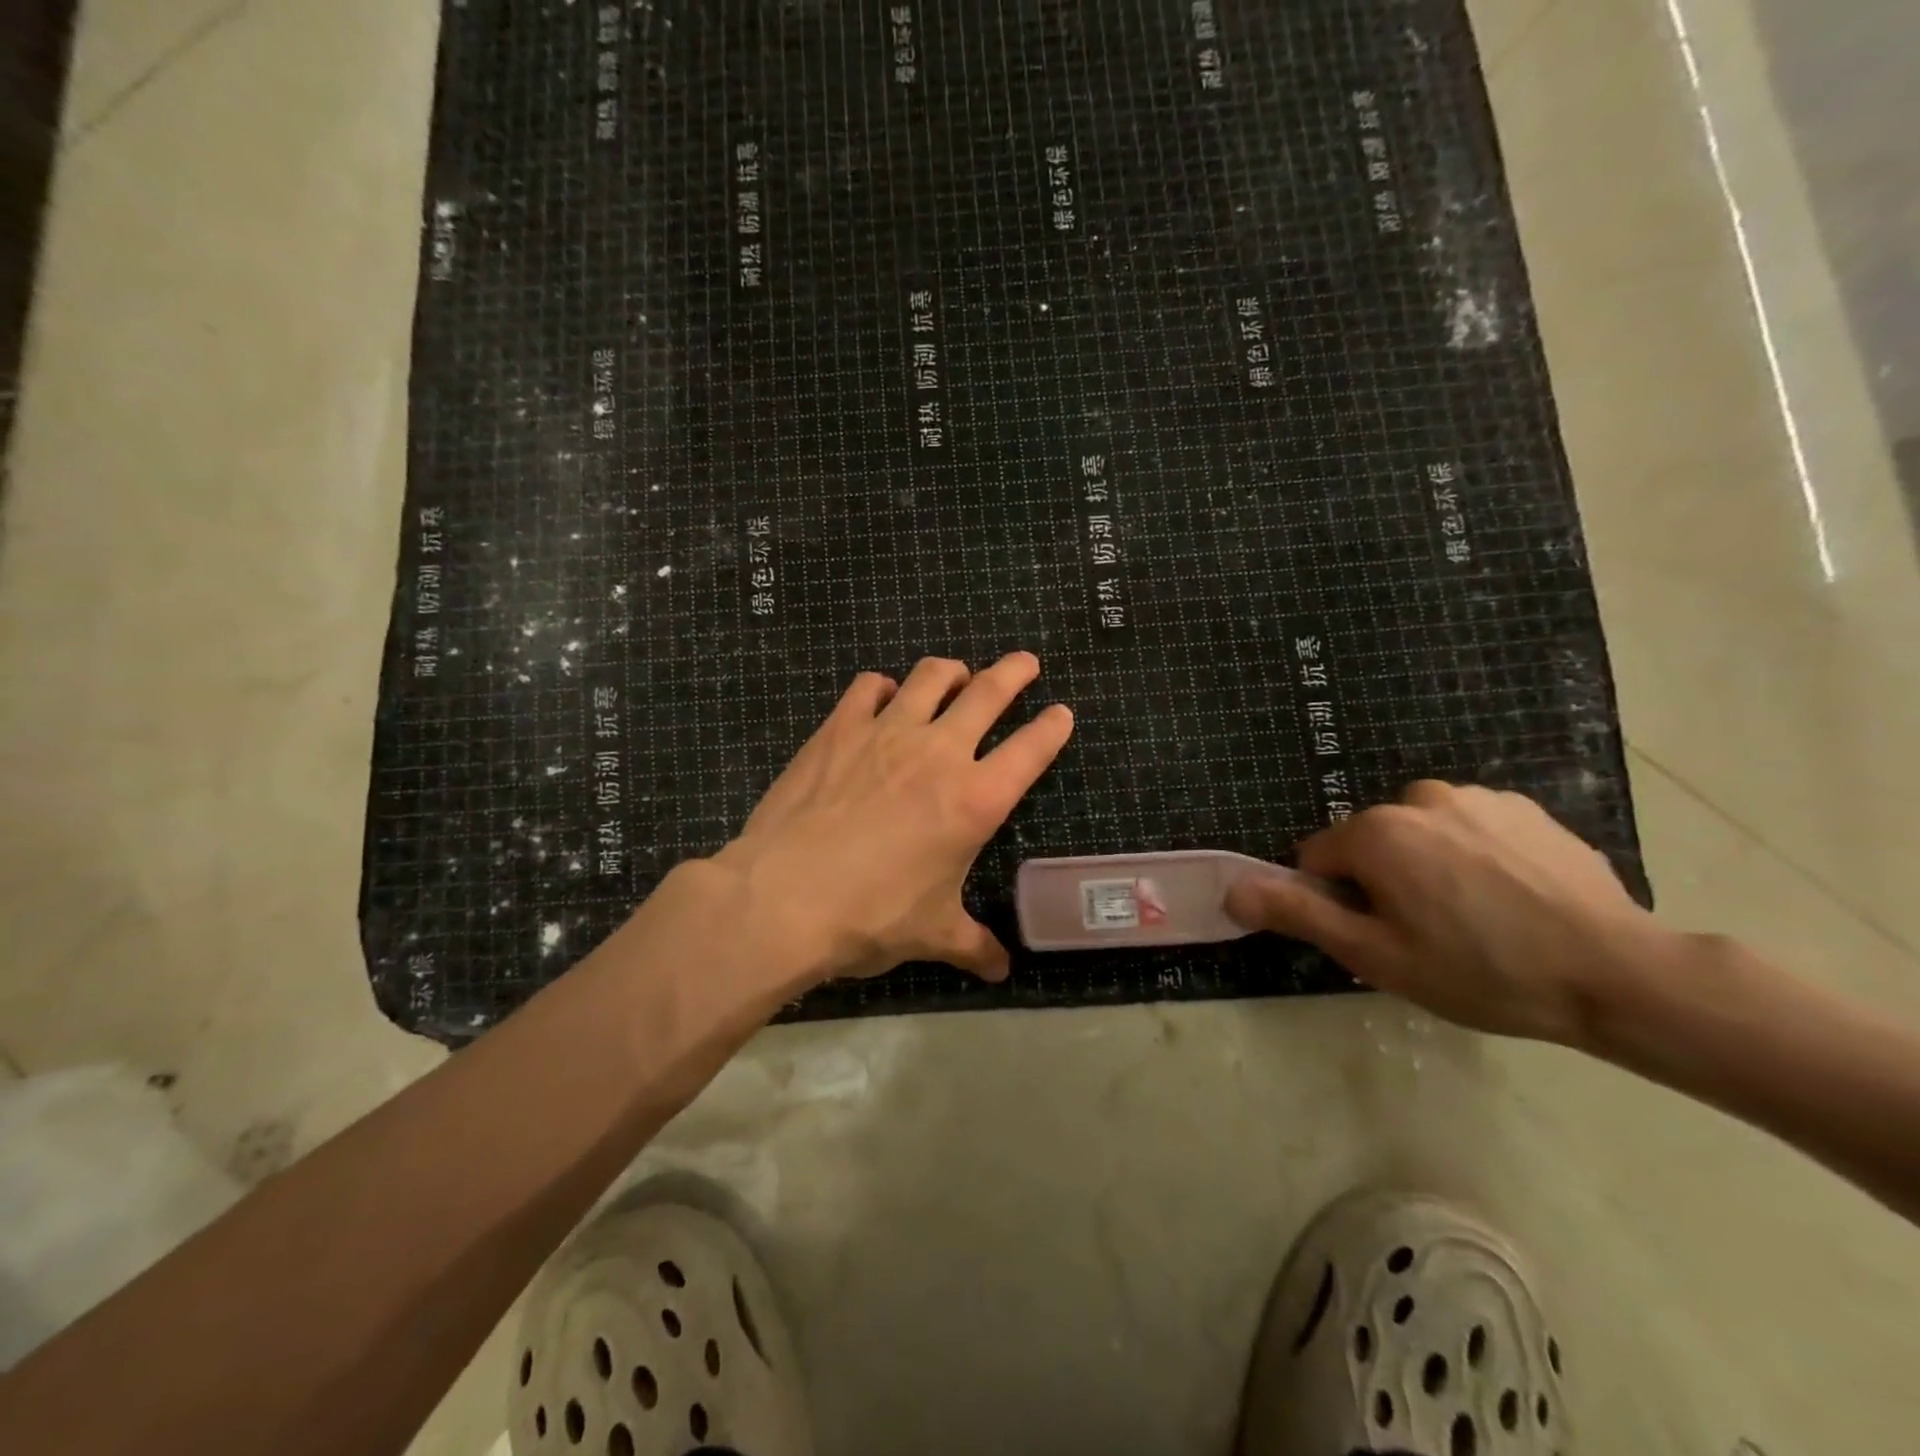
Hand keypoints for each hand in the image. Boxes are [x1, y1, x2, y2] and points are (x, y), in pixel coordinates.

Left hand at [710, 652, 1073, 983]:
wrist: (784, 898)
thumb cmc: (871, 917)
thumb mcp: (932, 934)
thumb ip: (973, 945)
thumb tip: (1000, 971)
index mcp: (975, 800)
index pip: (1031, 750)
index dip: (1052, 727)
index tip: (1061, 713)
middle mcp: (939, 753)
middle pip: (988, 692)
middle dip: (1015, 671)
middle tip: (1026, 663)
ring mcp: (886, 732)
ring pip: (930, 677)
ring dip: (951, 671)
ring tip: (956, 675)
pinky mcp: (839, 728)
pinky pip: (868, 687)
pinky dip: (883, 686)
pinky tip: (882, 696)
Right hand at [1225, 781, 1666, 1042]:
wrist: (1619, 975)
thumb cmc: (1481, 971)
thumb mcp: (1376, 956)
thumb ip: (1298, 914)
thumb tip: (1232, 891)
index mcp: (1376, 831)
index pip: (1318, 861)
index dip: (1340, 903)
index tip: (1383, 938)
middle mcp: (1418, 797)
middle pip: (1370, 843)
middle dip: (1384, 882)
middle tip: (1430, 935)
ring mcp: (1477, 797)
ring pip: (1420, 834)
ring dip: (1429, 866)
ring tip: (1477, 918)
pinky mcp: (1524, 807)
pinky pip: (1469, 828)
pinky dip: (1474, 855)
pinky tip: (1513, 898)